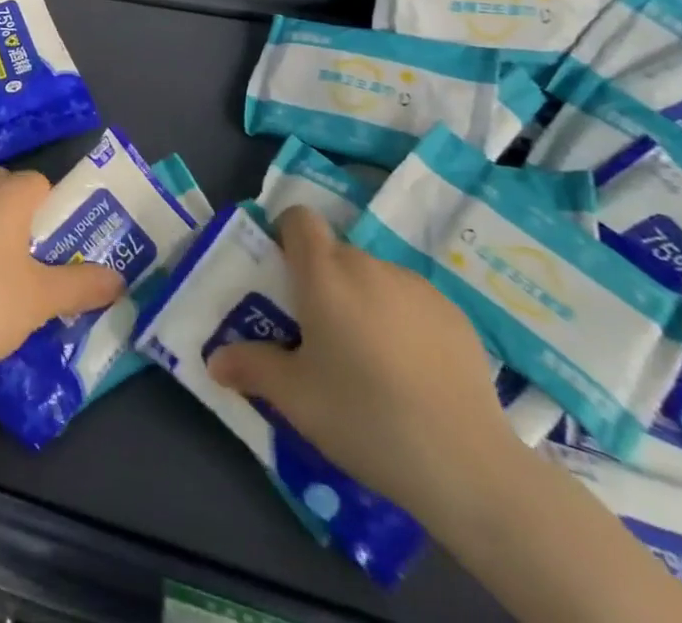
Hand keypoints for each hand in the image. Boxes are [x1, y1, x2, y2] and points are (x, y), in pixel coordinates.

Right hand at [207, 204, 519, 521]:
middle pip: (335, 253)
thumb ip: (251, 367)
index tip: (283, 277)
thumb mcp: (295, 398)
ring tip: (370, 362)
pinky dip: (402, 322)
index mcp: (324, 273)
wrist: (466, 463)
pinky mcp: (454, 314)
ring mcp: (416, 286)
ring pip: (374, 279)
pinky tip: (413, 376)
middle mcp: (368, 264)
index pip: (298, 218)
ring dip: (363, 302)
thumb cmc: (364, 417)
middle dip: (322, 282)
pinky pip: (412, 303)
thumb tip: (215, 359)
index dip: (286, 236)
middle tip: (320, 336)